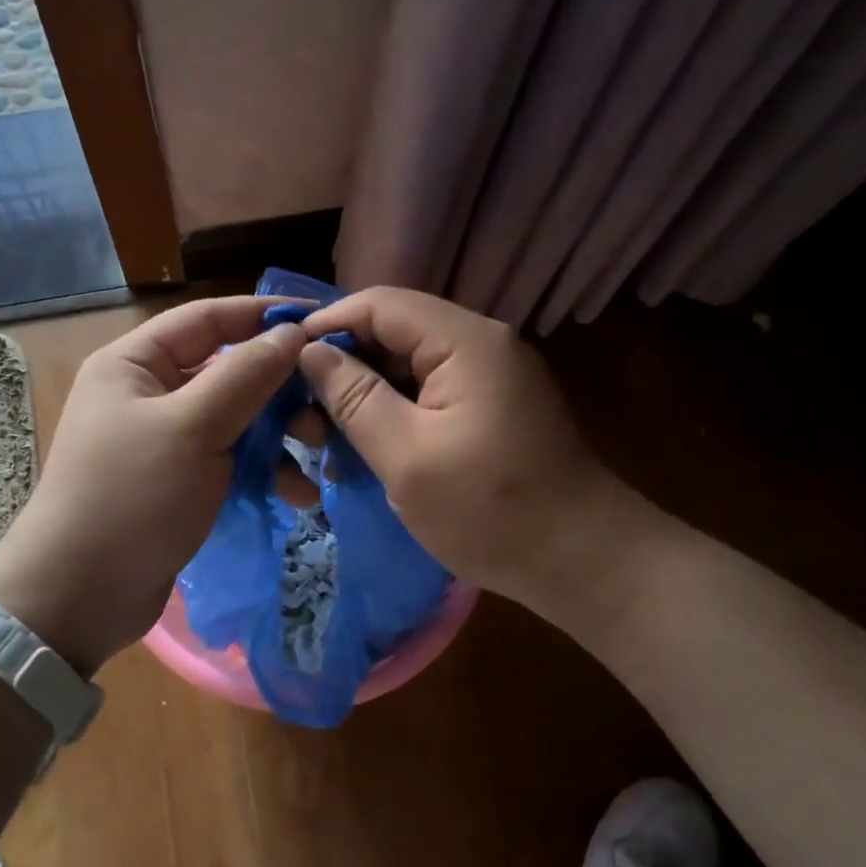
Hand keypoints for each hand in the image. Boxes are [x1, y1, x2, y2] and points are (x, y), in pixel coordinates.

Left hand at [0, 298, 307, 672]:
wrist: (80, 597)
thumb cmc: (131, 498)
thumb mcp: (192, 428)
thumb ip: (245, 375)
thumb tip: (291, 334)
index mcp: (135, 363)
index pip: (209, 318)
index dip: (265, 315)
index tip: (321, 322)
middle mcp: (149, 392)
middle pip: (229, 370)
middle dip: (280, 389)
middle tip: (326, 409)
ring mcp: (165, 440)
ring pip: (236, 419)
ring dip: (279, 436)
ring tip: (316, 457)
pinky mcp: (180, 481)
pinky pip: (231, 460)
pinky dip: (263, 471)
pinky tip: (297, 494)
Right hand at [299, 288, 663, 616]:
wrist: (584, 562)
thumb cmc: (492, 511)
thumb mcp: (407, 457)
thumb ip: (354, 398)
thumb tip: (310, 352)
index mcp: (465, 342)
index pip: (380, 304)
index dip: (327, 324)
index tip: (281, 360)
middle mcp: (480, 344)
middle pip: (394, 331)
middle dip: (343, 365)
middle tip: (300, 411)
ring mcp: (490, 376)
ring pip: (408, 365)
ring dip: (365, 394)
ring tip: (325, 438)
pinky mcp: (491, 406)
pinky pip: (429, 393)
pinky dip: (393, 414)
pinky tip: (365, 448)